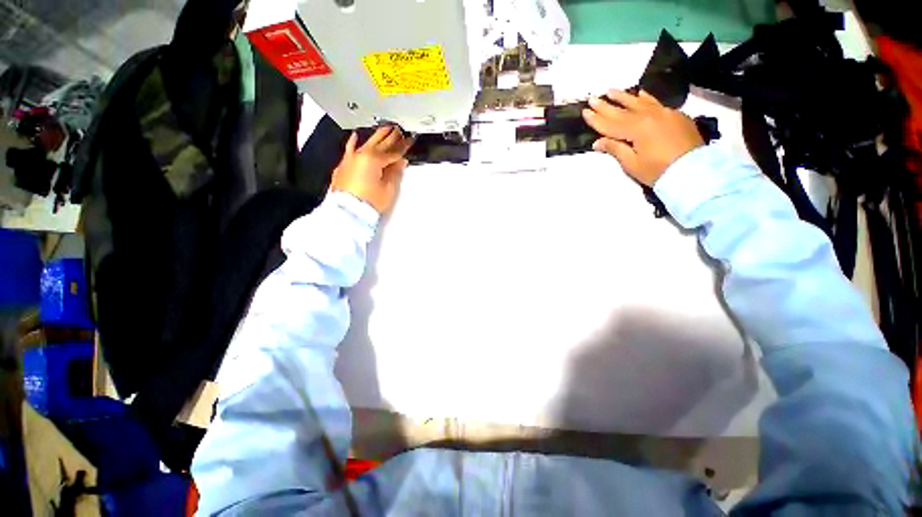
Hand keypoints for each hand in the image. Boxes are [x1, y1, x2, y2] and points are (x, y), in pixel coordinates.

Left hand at [330, 126, 413, 213]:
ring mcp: (351, 158)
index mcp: (375, 160)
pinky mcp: (344, 165)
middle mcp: (362, 155)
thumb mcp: (388, 189)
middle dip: (391, 137)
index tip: (410, 139)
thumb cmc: (370, 202)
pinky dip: (354, 142)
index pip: (393, 151)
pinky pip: (350, 149)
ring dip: (377, 136)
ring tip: (385, 128)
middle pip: (381, 144)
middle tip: (399, 130)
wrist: (347, 211)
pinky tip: (356, 135)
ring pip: (367, 143)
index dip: (403, 146)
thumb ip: (395, 173)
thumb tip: (400, 162)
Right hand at [582, 89, 703, 185]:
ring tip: (611, 90)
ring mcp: (664, 113)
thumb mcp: (632, 164)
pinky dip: (646, 98)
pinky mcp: (675, 115)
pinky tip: (640, 93)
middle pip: (622, 111)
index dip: (596, 119)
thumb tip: (598, 142)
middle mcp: (650, 116)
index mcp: (637, 129)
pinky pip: (656, 103)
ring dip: (624, 97)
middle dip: (606, 105)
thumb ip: (615, 149)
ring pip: (639, 102)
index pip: (611, 124)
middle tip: (592, 98)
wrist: (694, 171)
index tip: (584, 112)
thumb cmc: (658, 171)